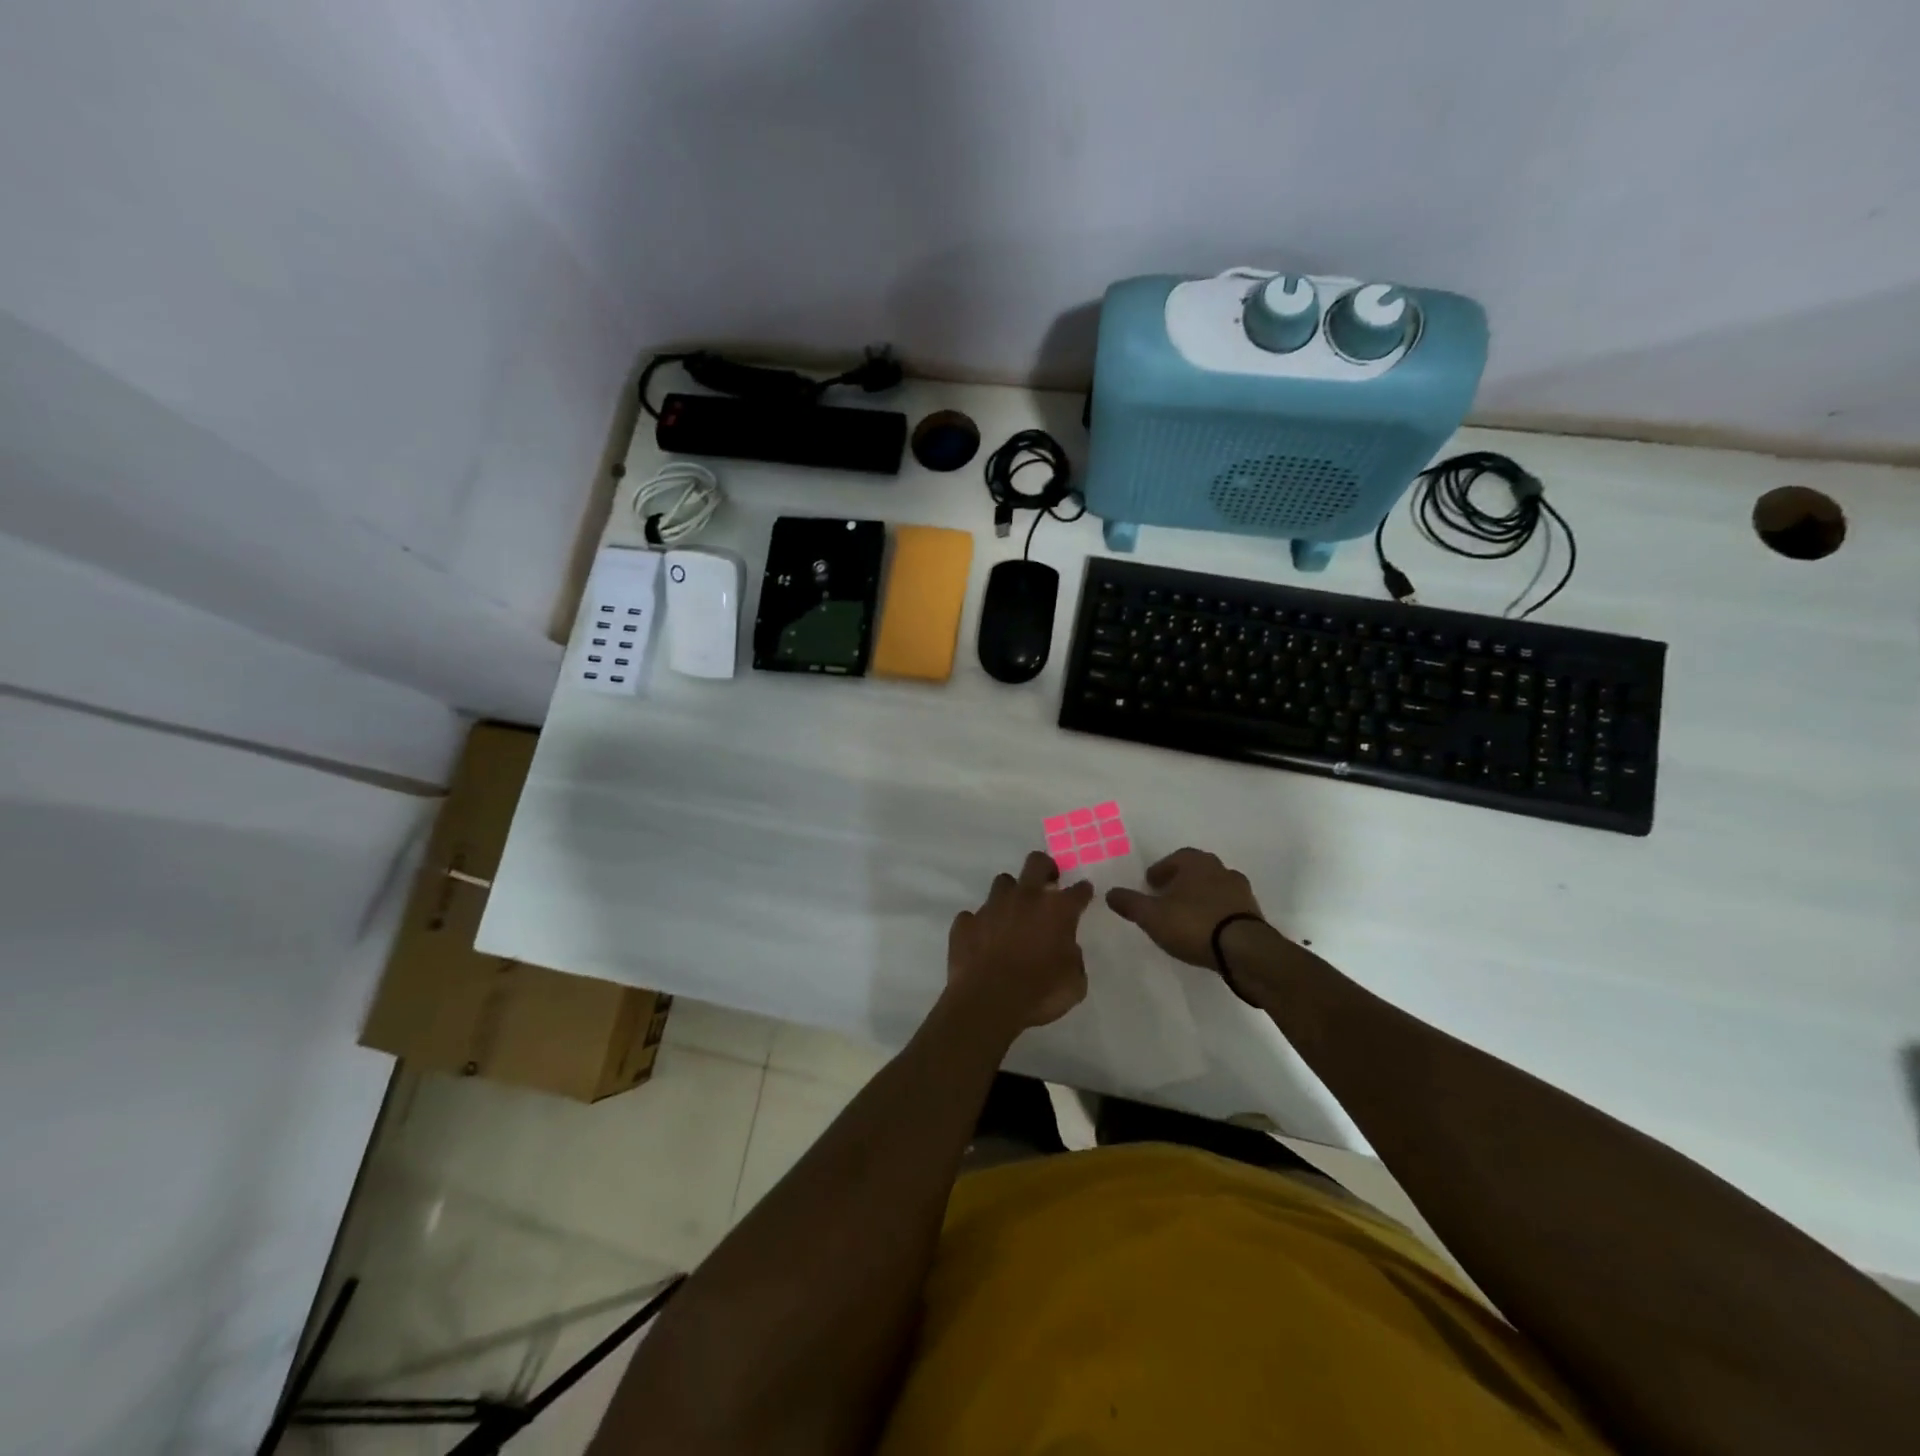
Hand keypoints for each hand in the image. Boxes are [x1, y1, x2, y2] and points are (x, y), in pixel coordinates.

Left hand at [946, 852, 1094, 1034]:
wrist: (987, 1002)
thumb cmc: (1039, 993)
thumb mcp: (1074, 984)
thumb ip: (1074, 959)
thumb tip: (1067, 949)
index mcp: (1057, 910)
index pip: (1078, 890)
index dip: (1082, 891)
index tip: (1083, 894)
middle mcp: (1025, 898)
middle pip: (1036, 863)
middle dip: (1045, 868)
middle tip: (1048, 883)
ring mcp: (992, 906)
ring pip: (1003, 883)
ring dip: (1011, 895)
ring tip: (1012, 914)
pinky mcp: (966, 922)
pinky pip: (974, 915)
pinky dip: (980, 925)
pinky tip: (983, 939)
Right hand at [1106, 847, 1263, 969]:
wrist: (1244, 950)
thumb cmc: (1193, 924)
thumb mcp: (1152, 916)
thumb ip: (1130, 903)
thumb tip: (1110, 893)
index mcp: (1197, 863)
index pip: (1176, 858)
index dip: (1161, 870)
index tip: (1150, 885)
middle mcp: (1221, 870)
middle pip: (1197, 871)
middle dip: (1181, 882)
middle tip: (1166, 897)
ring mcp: (1241, 892)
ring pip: (1214, 888)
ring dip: (1200, 898)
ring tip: (1186, 916)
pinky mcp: (1253, 914)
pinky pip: (1228, 908)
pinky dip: (1215, 914)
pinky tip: (1206, 930)